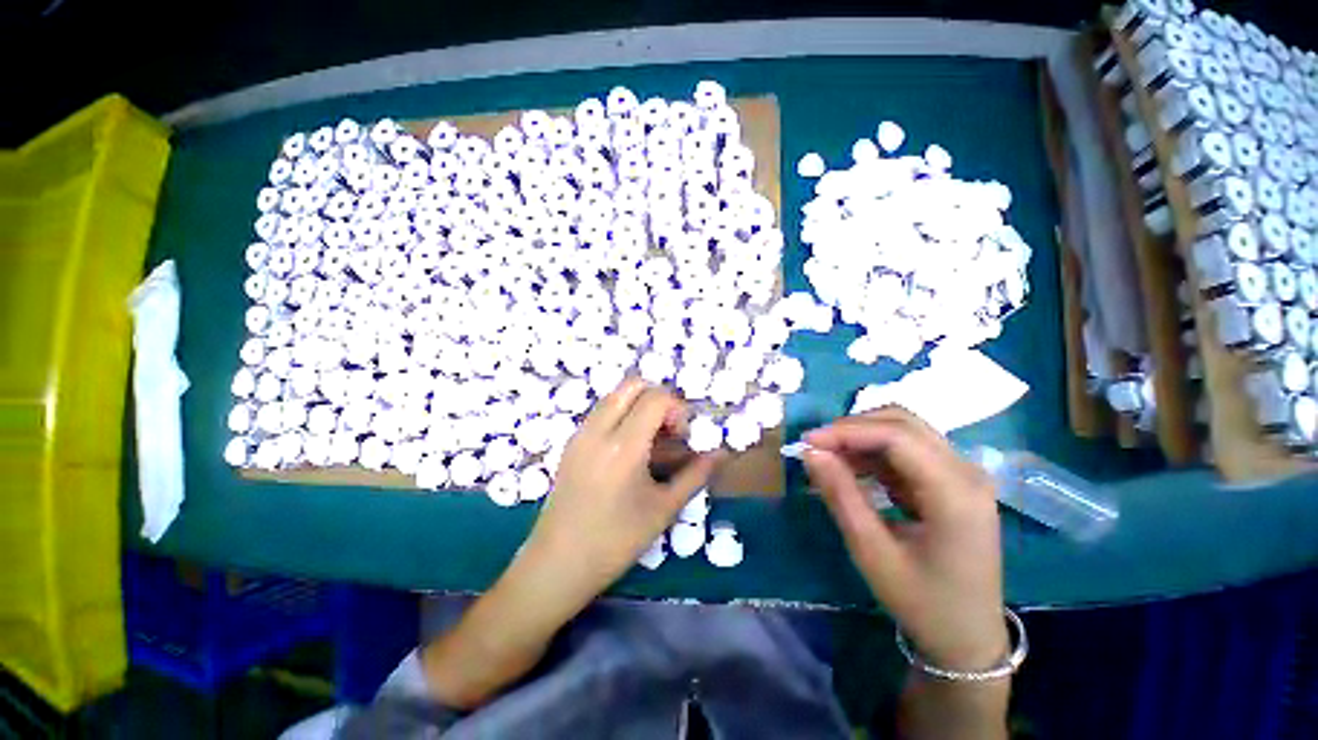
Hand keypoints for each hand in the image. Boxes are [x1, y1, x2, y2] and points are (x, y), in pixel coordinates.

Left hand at [522, 378, 718, 606]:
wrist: (558, 563)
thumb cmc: (616, 541)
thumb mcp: (663, 508)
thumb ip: (695, 475)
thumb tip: (721, 454)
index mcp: (623, 446)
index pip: (656, 398)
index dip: (677, 409)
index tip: (682, 435)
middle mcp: (598, 430)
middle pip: (632, 385)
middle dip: (657, 398)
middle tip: (667, 429)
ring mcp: (581, 433)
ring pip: (615, 395)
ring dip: (638, 405)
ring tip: (650, 440)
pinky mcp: (572, 442)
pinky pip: (601, 412)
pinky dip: (621, 415)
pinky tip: (629, 449)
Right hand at [803, 407, 1007, 671]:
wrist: (968, 637)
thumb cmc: (921, 601)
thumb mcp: (872, 552)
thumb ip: (841, 495)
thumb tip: (811, 452)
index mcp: (956, 494)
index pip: (897, 437)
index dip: (847, 432)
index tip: (808, 442)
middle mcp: (967, 472)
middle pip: (903, 423)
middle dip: (853, 428)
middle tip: (817, 447)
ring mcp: (963, 474)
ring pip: (905, 430)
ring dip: (862, 437)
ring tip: (829, 457)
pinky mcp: (953, 480)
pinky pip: (908, 450)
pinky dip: (874, 452)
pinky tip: (852, 469)